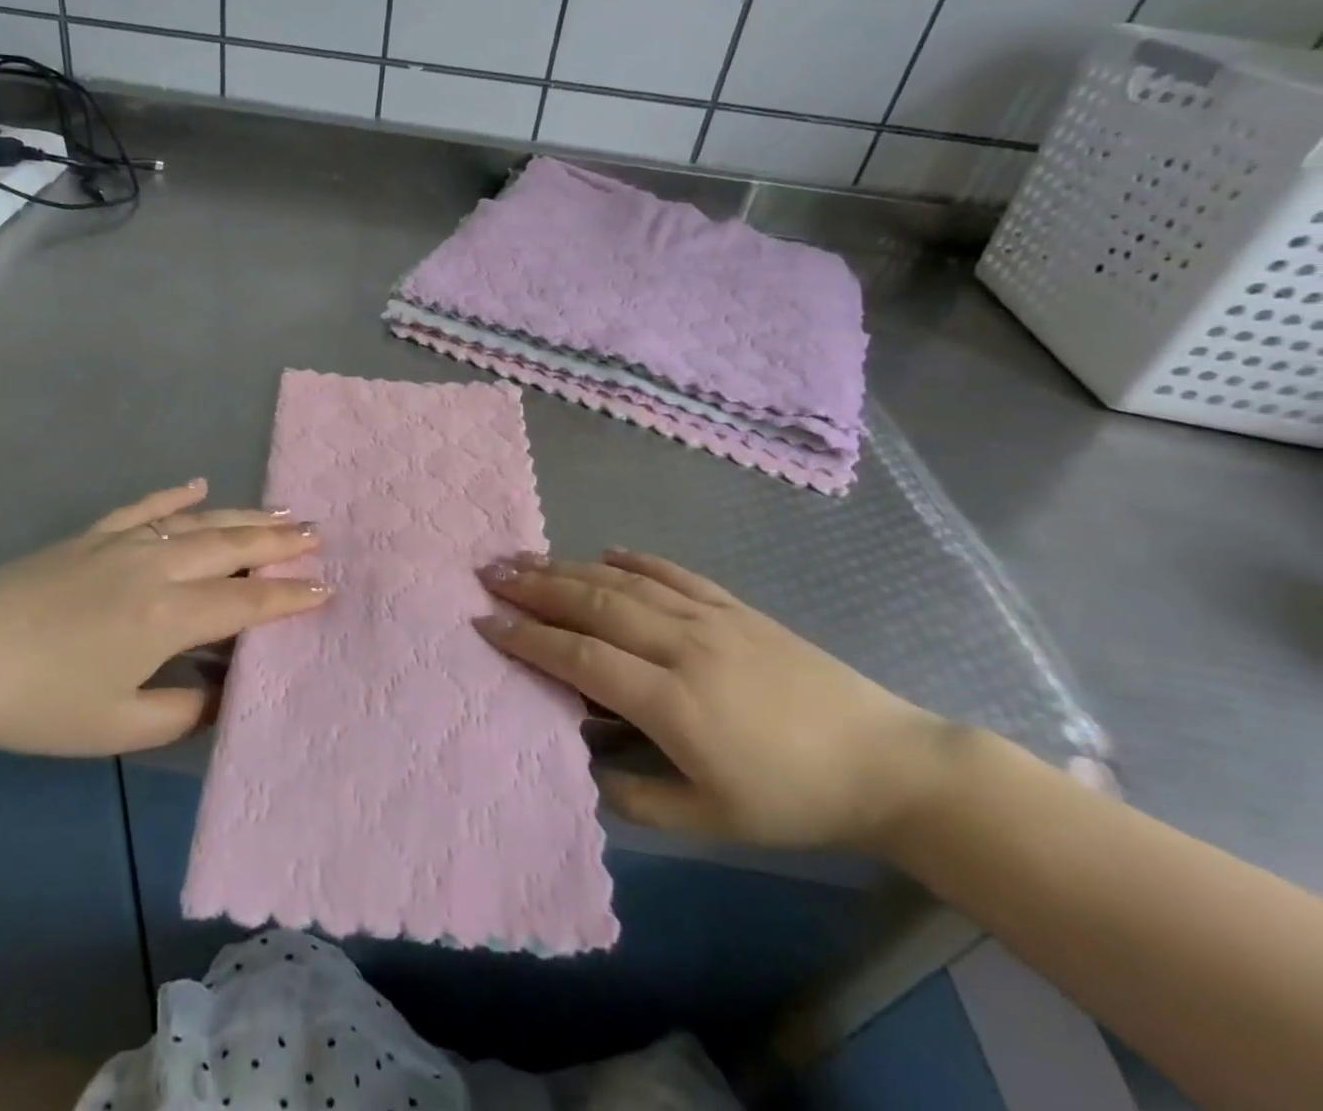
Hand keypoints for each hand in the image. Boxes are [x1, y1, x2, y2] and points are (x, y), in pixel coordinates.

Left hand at [0, 480, 326, 756]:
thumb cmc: (38, 703)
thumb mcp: (117, 727)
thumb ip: (182, 713)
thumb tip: (222, 695)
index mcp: (168, 615)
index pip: (246, 602)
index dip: (289, 597)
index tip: (326, 588)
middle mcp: (157, 566)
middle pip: (233, 547)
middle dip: (279, 541)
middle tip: (317, 533)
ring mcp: (123, 543)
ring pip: (199, 521)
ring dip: (245, 515)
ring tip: (282, 510)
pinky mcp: (92, 534)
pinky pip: (146, 507)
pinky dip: (176, 495)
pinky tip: (199, 485)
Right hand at [476, 550, 952, 849]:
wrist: (885, 762)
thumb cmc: (791, 799)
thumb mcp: (709, 821)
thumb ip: (636, 796)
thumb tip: (582, 764)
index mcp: (672, 701)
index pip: (581, 658)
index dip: (529, 638)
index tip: (486, 623)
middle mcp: (682, 645)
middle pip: (593, 604)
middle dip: (535, 586)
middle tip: (489, 572)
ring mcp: (710, 618)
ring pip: (624, 581)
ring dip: (569, 566)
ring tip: (526, 556)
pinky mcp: (734, 607)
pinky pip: (673, 572)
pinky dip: (634, 558)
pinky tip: (606, 550)